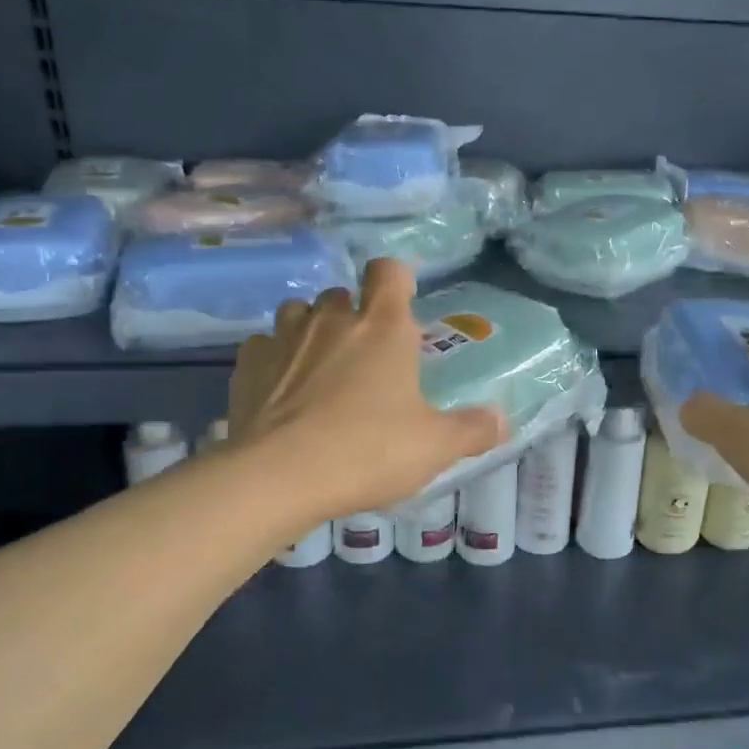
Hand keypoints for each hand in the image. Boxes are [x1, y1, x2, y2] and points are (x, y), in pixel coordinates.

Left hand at [229, 258, 506, 518]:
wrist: (278, 477)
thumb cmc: (367, 451)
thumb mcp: (434, 447)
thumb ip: (472, 430)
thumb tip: (502, 420)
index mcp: (383, 327)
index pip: (389, 271)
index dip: (397, 280)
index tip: (402, 306)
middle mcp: (332, 319)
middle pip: (343, 294)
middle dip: (354, 315)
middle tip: (366, 359)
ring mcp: (284, 337)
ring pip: (298, 313)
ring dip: (311, 331)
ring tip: (321, 369)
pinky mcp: (246, 364)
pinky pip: (264, 346)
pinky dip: (275, 359)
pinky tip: (281, 392)